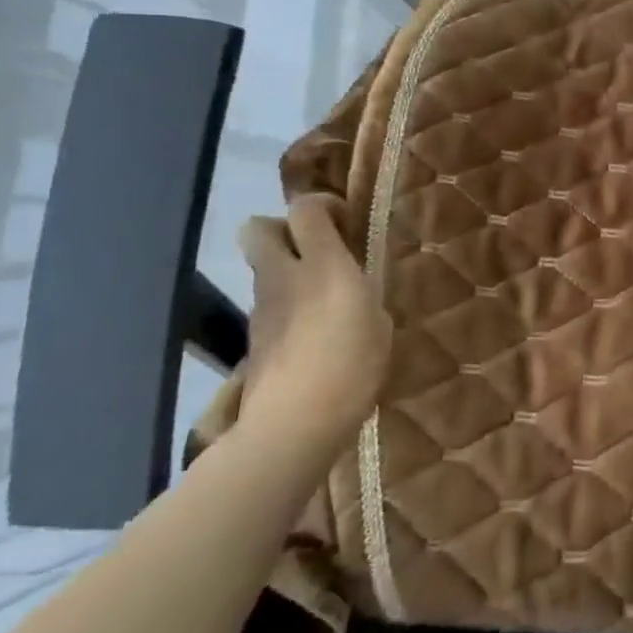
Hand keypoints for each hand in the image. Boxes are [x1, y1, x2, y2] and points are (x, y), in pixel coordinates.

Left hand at [235, 195, 392, 453]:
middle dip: (283, 228)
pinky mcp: (253, 340)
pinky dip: (287, 307)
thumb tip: (356, 292)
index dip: (322, 205)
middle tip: (318, 248)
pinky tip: (313, 335)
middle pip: (257, 229)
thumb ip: (364, 296)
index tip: (346, 222)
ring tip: (323, 299)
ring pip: (263, 269)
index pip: (304, 209)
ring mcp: (262, 308)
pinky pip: (269, 305)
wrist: (291, 427)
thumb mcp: (379, 324)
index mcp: (323, 266)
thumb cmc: (350, 369)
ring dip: (288, 271)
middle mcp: (284, 277)